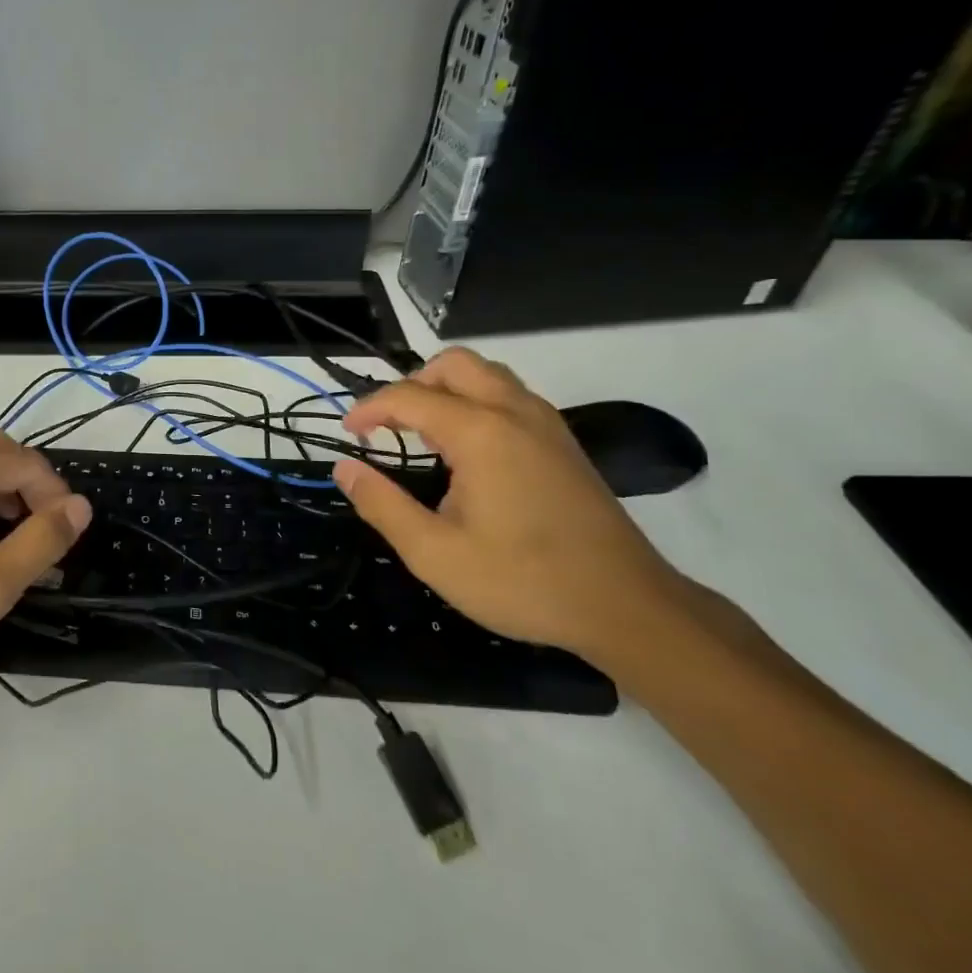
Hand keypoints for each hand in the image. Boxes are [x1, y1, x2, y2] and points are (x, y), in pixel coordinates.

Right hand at [332, 349, 688, 659]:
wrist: (627, 607)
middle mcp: (515, 413)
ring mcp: (546, 425)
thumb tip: (344, 468)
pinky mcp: (564, 444)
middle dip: (411, 385)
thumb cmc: (523, 581)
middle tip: (388, 427)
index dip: (368, 409)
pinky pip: (510, 398)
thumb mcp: (434, 554)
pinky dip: (476, 404)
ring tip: (424, 436)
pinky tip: (467, 453)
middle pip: (453, 365)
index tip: (347, 433)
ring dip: (446, 390)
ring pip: (487, 376)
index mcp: (481, 433)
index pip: (409, 397)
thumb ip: (382, 505)